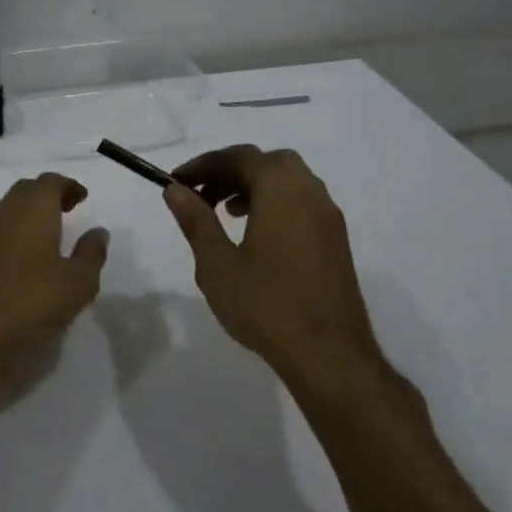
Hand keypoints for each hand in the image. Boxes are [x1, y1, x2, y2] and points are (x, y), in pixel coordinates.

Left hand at [0, 174, 108, 361]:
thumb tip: (98, 232)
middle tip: (68, 210)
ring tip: (50, 237)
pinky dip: (15, 236)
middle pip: (27, 191)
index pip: (51, 182)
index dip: (68, 186)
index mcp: (33, 208)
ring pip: (9, 212)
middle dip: (48, 196)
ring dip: (30, 216)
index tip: (82, 197)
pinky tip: (26, 262)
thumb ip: (91, 254)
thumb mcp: (76, 283)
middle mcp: (5, 212)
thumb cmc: (28, 300)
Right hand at [163, 145, 383, 386]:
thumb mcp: (217, 264)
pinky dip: (275, 203)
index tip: (177, 182)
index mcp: (281, 190)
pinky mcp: (336, 239)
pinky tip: (255, 236)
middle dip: (231, 171)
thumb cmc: (266, 305)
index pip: (239, 157)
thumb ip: (196, 221)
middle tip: (202, 195)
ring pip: (288, 181)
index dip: (204, 165)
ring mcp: (329, 216)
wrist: (329, 354)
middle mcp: (310, 192)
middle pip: (268, 162)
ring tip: (225, 213)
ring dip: (254, 186)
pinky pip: (302, 203)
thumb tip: (175, 190)